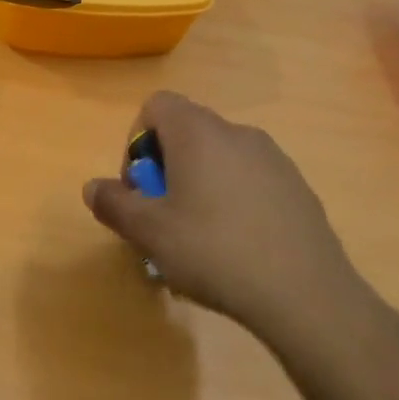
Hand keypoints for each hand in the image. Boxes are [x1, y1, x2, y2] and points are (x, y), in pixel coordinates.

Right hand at [83, 92, 376, 351]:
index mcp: (199, 133)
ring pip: (219, 158)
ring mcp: (274, 159)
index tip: (140, 187)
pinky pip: (249, 180)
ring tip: (197, 238)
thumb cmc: (214, 251)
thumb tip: (93, 187)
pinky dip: (232, 200)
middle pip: (187, 132)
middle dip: (165, 169)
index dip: (136, 141)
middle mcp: (238, 133)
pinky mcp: (297, 187)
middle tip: (162, 217)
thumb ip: (114, 203)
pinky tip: (235, 247)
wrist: (305, 294)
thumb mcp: (149, 232)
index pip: (156, 105)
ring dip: (197, 185)